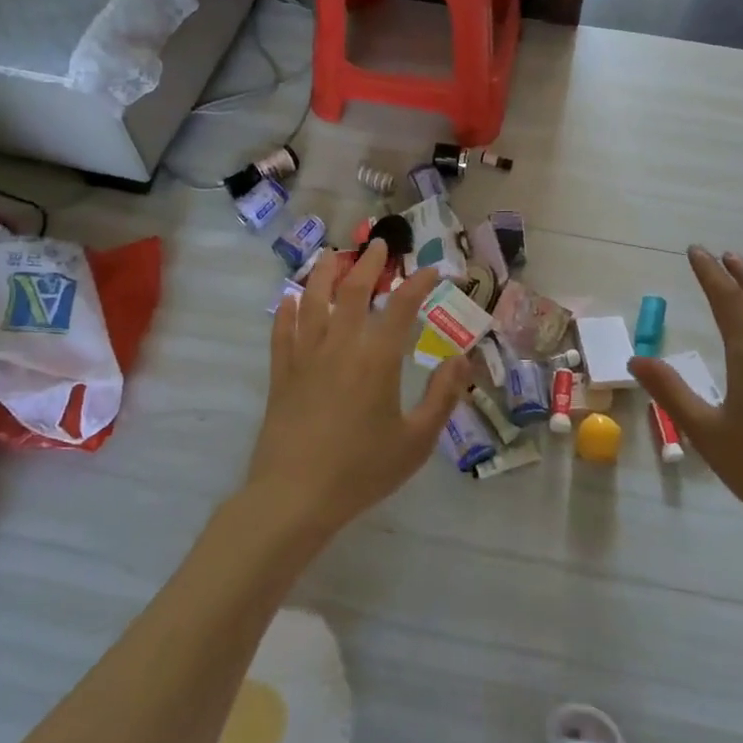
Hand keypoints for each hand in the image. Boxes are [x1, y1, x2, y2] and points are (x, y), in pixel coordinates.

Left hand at [249, 242, 469, 537]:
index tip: (432, 270)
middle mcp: (340, 346)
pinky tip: (289, 299)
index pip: (402, 307)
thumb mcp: (416, 440)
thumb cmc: (361, 470)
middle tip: (379, 244)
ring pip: (313, 301)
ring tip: (332, 256)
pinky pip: (282, 332)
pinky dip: (286, 310)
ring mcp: (305, 357)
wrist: (294, 497)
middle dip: (370, 263)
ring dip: (324, 274)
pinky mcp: (281, 374)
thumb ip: (442, 396)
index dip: (418, 283)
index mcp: (377, 359)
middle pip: (354, 291)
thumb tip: (462, 358)